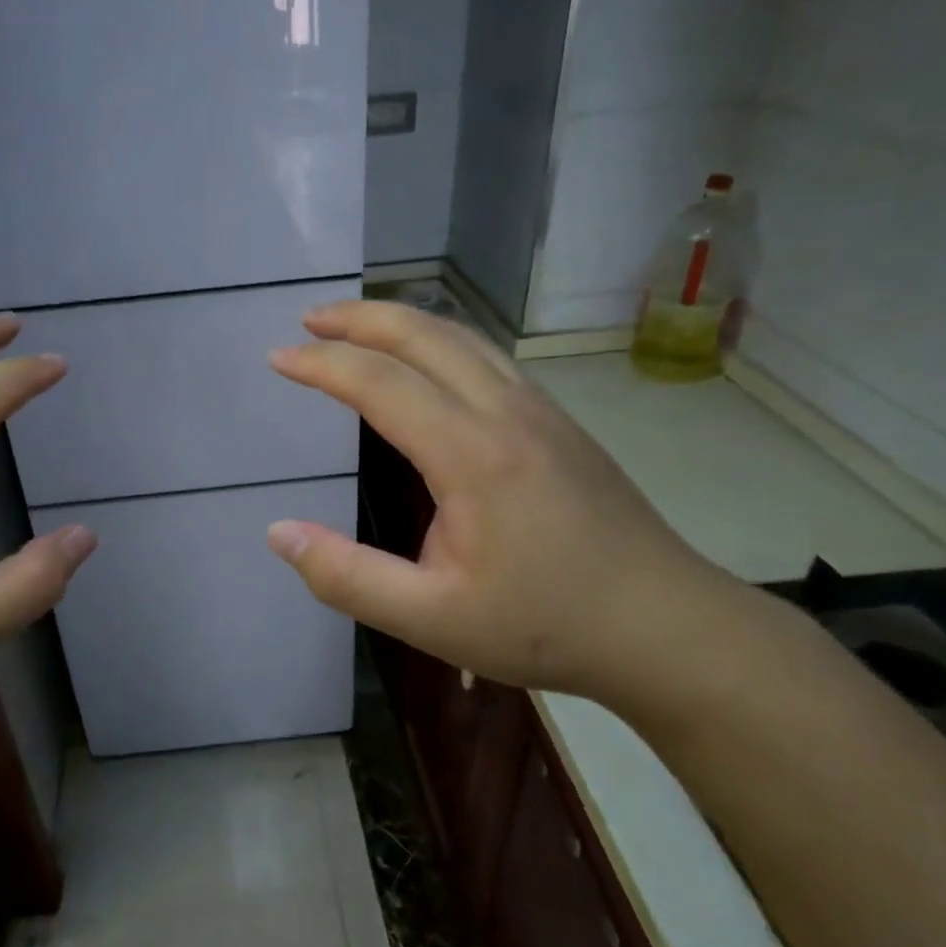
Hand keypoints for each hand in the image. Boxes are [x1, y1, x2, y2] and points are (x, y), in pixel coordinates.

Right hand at [266, 300, 733, 706]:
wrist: (668, 627)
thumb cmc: (546, 627)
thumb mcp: (432, 620)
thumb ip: (347, 577)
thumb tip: (278, 533)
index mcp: (472, 455)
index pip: (380, 383)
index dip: (321, 364)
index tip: (277, 358)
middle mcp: (506, 412)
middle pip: (424, 335)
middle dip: (359, 318)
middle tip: (309, 318)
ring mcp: (540, 411)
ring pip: (462, 337)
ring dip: (401, 321)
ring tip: (356, 326)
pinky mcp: (559, 422)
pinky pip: (488, 356)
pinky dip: (438, 340)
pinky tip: (426, 362)